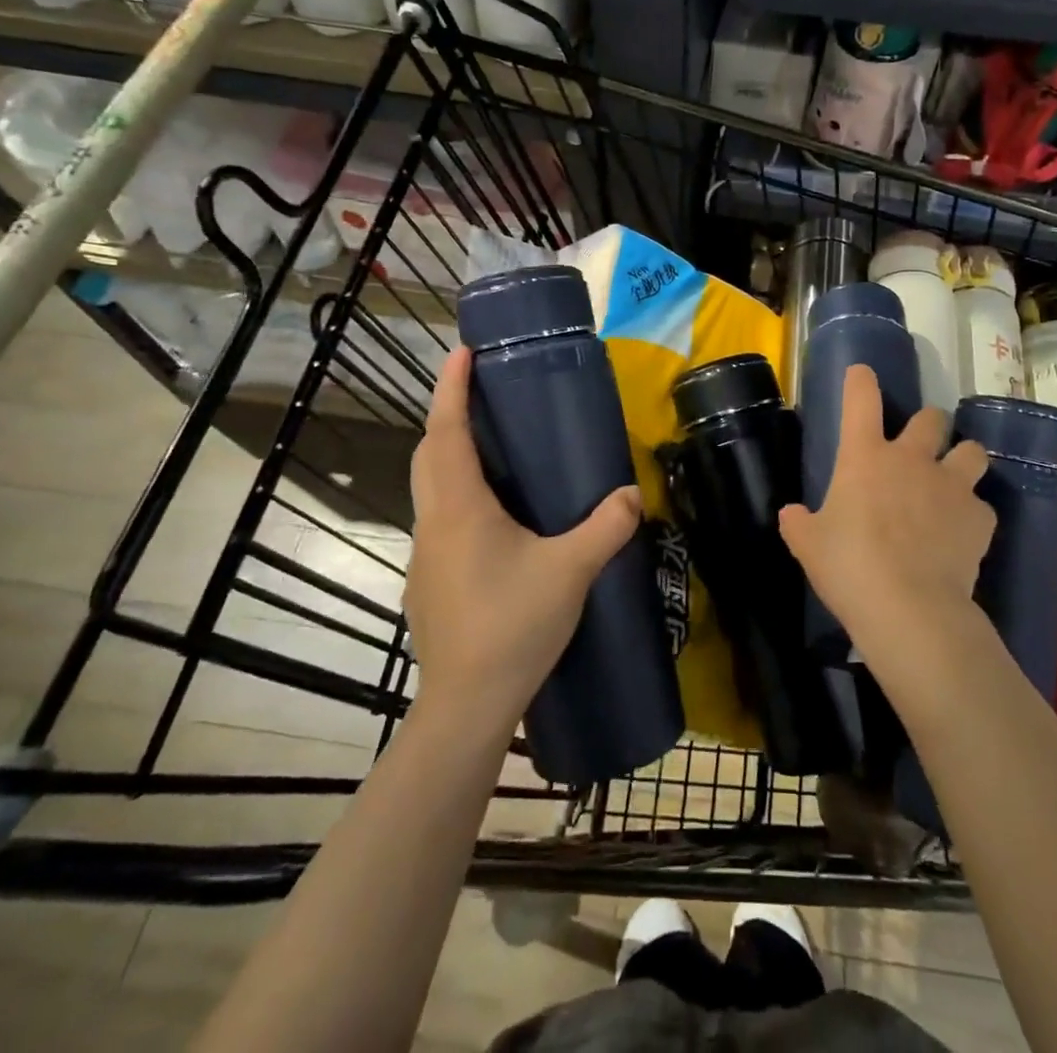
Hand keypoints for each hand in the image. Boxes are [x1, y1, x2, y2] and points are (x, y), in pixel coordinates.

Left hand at [405, 348, 642, 732]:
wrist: (467, 703)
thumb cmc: (513, 626)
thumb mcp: (571, 571)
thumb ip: (606, 527)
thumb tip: (631, 495)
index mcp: (460, 507)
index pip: (447, 431)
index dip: (452, 388)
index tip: (461, 352)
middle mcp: (434, 522)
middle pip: (429, 454)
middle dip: (448, 416)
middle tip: (481, 397)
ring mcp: (425, 553)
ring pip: (430, 488)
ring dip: (450, 456)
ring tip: (491, 449)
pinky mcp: (429, 580)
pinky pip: (439, 518)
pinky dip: (457, 495)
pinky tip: (493, 518)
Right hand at [778, 365, 994, 660]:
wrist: (908, 606)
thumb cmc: (848, 566)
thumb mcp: (809, 545)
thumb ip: (799, 523)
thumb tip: (791, 515)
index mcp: (865, 456)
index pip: (861, 400)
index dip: (861, 381)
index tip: (862, 373)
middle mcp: (912, 459)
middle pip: (931, 418)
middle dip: (928, 425)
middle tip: (921, 444)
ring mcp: (951, 485)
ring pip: (972, 451)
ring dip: (963, 459)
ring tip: (954, 478)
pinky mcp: (979, 518)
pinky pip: (981, 506)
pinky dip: (971, 515)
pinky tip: (961, 534)